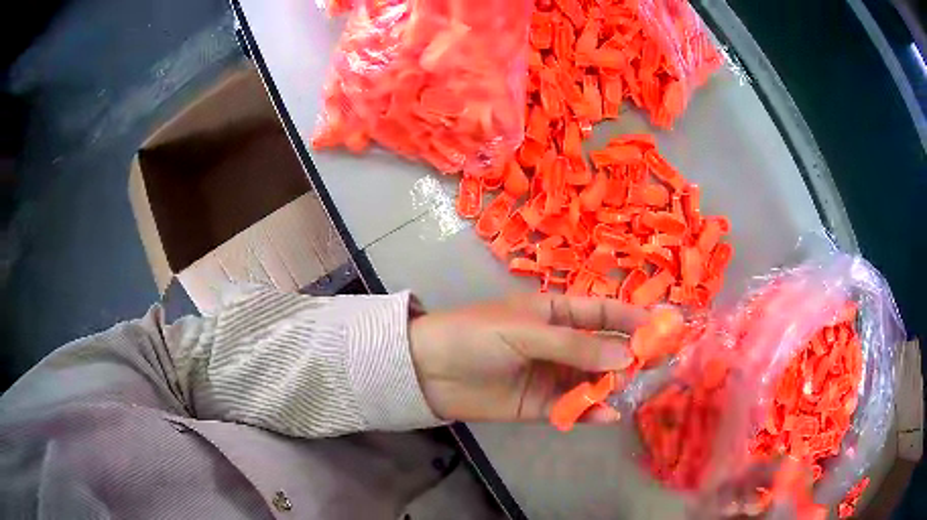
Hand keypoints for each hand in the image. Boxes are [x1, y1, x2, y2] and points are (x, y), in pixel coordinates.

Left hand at [409, 294, 645, 422]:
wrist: (429, 370)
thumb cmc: (476, 336)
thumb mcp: (526, 333)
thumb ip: (576, 346)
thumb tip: (627, 355)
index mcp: (555, 314)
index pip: (602, 311)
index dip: (632, 317)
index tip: (662, 327)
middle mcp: (559, 344)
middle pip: (604, 348)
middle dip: (630, 354)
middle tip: (658, 364)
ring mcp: (551, 376)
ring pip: (592, 380)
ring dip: (612, 385)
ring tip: (631, 390)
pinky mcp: (540, 405)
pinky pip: (572, 407)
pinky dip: (590, 411)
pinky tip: (606, 415)